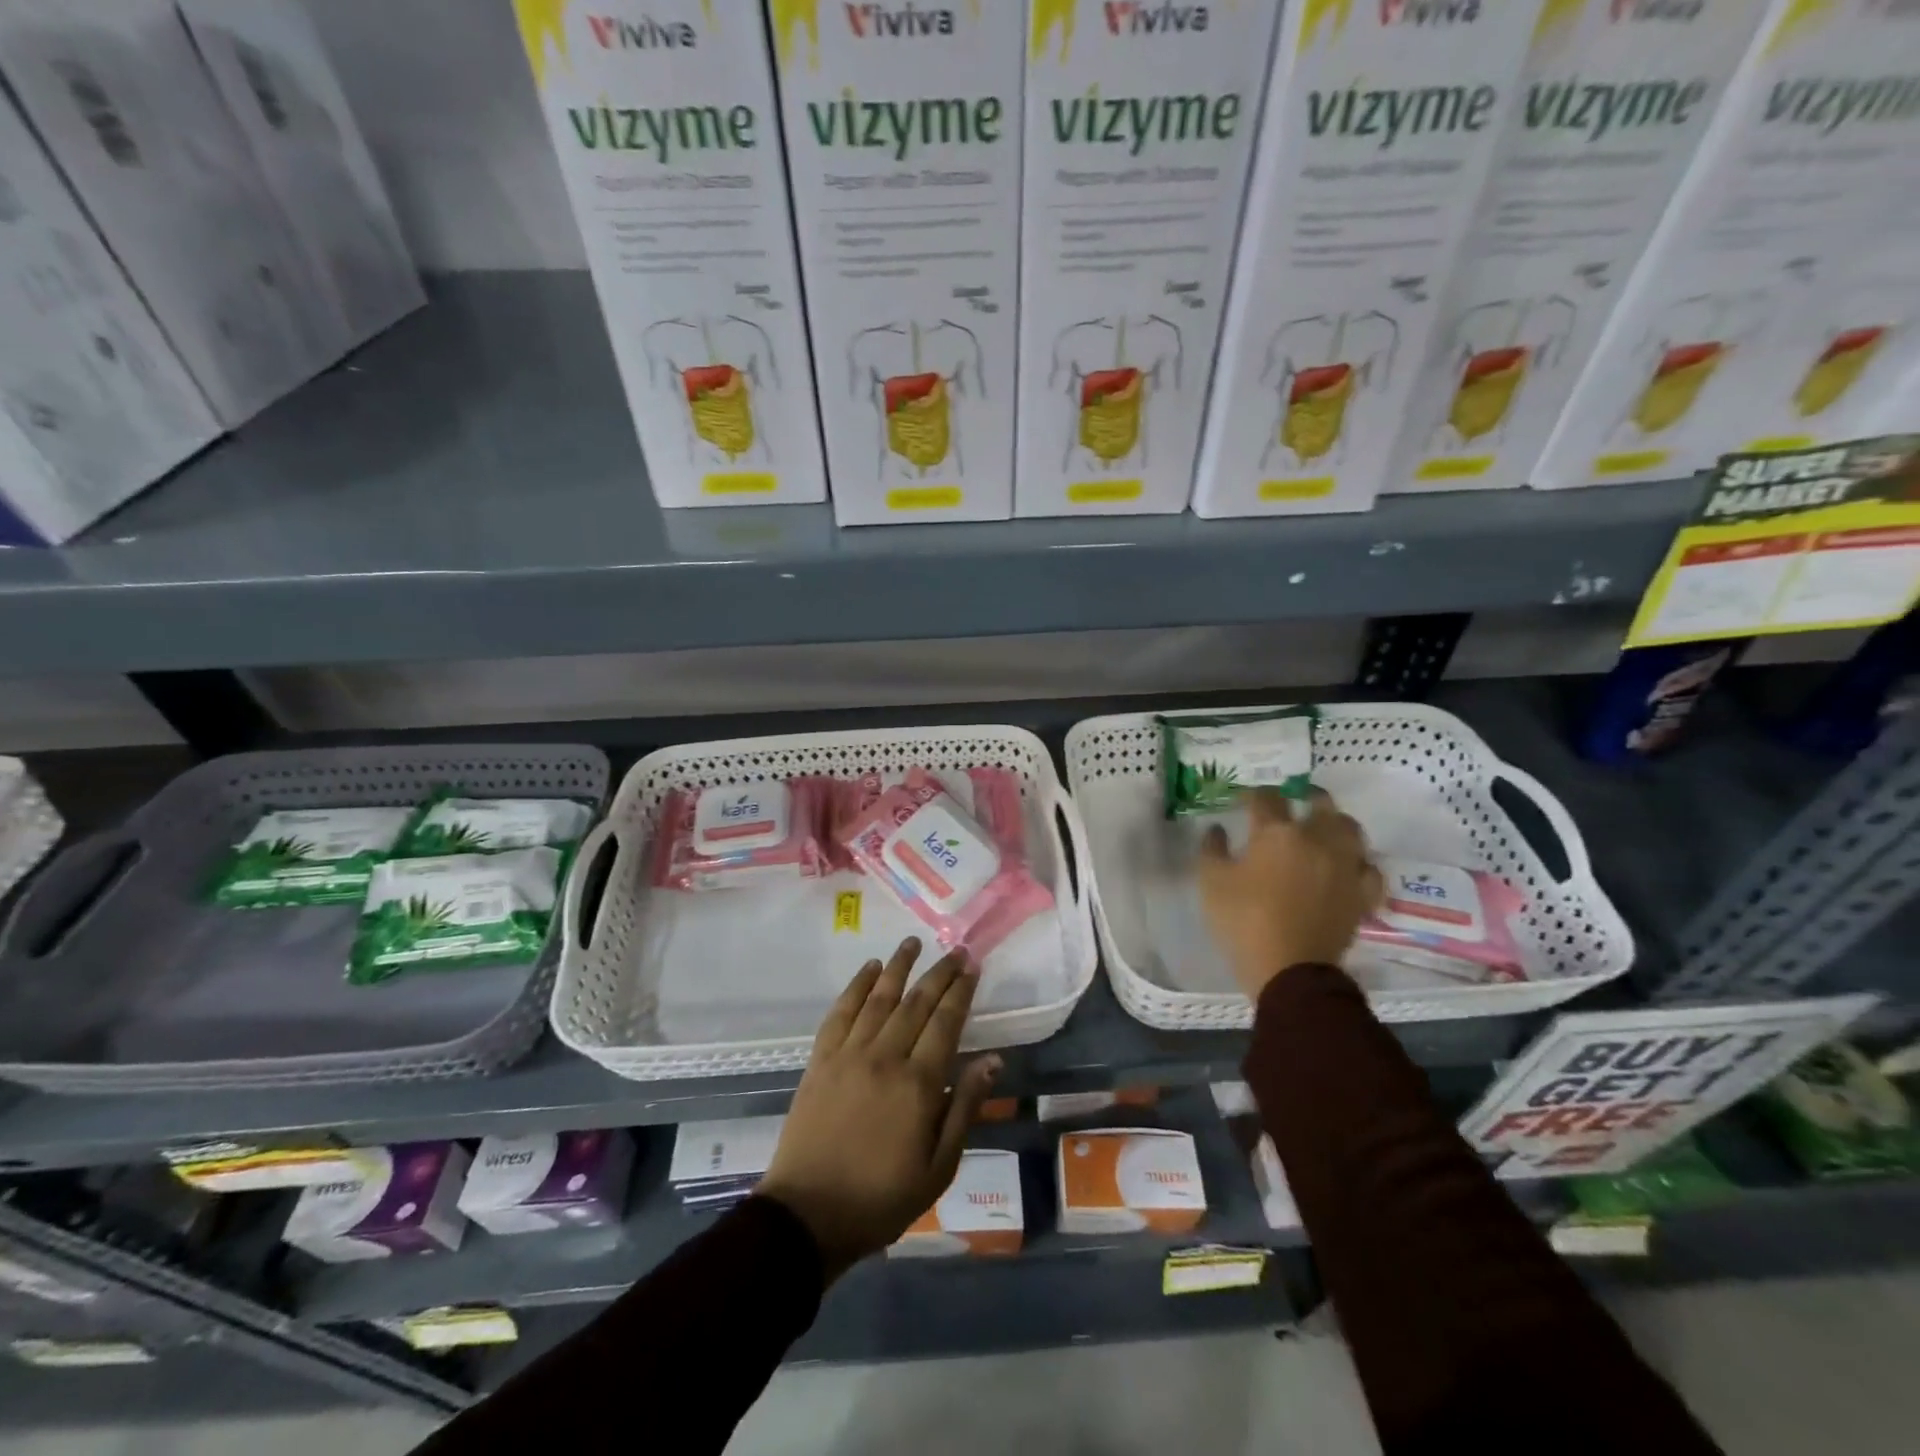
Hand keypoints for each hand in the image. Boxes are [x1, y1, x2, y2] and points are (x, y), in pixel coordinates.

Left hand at [758, 937, 1000, 1283]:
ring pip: (879, 998)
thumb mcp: (939, 1167)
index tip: (972, 966)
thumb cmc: (882, 1198)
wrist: (808, 1215)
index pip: (946, 1022)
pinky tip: (869, 969)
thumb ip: (965, 1108)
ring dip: (898, 967)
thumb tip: (992, 1060)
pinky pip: (841, 1012)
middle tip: (955, 950)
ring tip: (912, 942)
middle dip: (938, 973)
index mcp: (918, 1084)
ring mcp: (849, 1054)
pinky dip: (856, 986)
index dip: (961, 992)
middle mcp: (885, 1057)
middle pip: (916, 1002)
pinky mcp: (821, 1059)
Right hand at [1198, 788, 1382, 1001]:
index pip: (1267, 798)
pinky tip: (1348, 867)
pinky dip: (1360, 863)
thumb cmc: (1243, 921)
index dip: (1253, 794)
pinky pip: (1369, 869)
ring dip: (1336, 823)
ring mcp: (1346, 866)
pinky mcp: (1362, 894)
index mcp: (1277, 832)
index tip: (1244, 800)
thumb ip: (1212, 849)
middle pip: (1320, 803)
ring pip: (1351, 829)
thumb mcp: (1211, 882)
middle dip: (1305, 796)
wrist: (1288, 969)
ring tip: (1324, 829)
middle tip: (1294, 801)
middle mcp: (1318, 839)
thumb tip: (1218, 829)